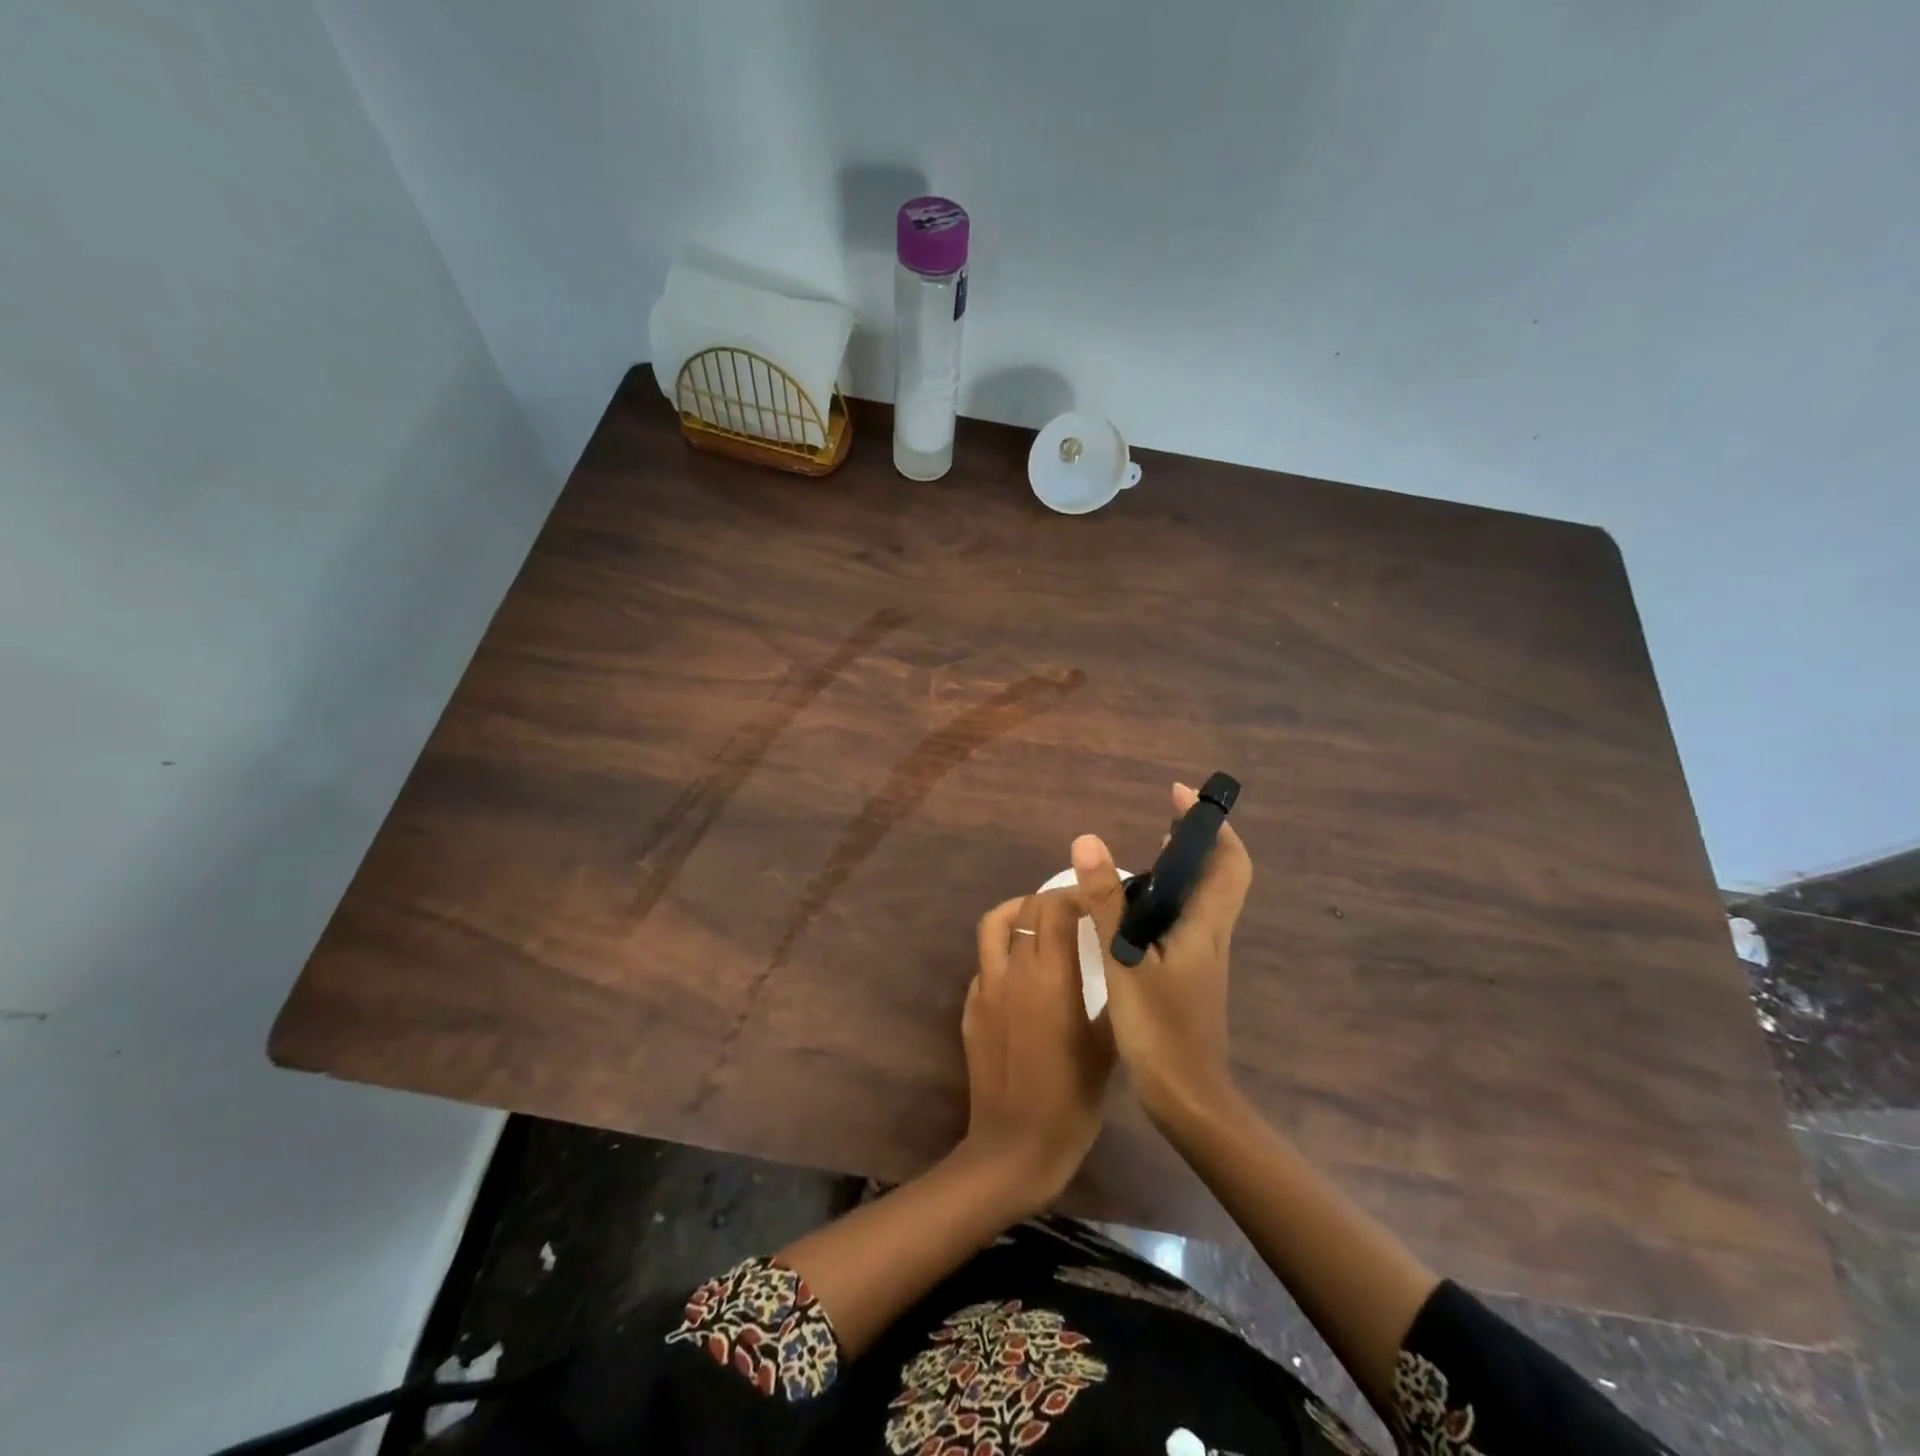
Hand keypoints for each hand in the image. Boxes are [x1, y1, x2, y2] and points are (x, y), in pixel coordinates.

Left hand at [959, 891, 1114, 1210]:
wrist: (1014, 1149)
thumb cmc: (1071, 1102)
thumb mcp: (1108, 1049)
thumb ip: (1114, 997)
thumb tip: (1121, 960)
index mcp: (1049, 977)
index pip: (1055, 907)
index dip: (1076, 893)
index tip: (1099, 898)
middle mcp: (1012, 971)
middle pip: (1026, 909)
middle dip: (1052, 900)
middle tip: (1079, 910)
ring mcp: (984, 988)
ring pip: (993, 925)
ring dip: (1018, 913)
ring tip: (1042, 924)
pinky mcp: (970, 1008)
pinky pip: (986, 963)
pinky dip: (1005, 953)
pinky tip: (1025, 976)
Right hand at [1071, 782, 1252, 1125]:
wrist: (1188, 1101)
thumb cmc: (1160, 1029)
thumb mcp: (1123, 960)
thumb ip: (1105, 902)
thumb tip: (1088, 840)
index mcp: (1204, 925)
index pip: (1228, 861)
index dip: (1211, 824)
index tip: (1179, 796)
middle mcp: (1211, 934)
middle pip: (1221, 874)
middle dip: (1199, 838)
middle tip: (1163, 816)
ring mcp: (1204, 956)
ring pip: (1204, 897)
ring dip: (1184, 866)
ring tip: (1146, 852)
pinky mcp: (1190, 974)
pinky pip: (1186, 918)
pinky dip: (1169, 897)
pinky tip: (1135, 909)